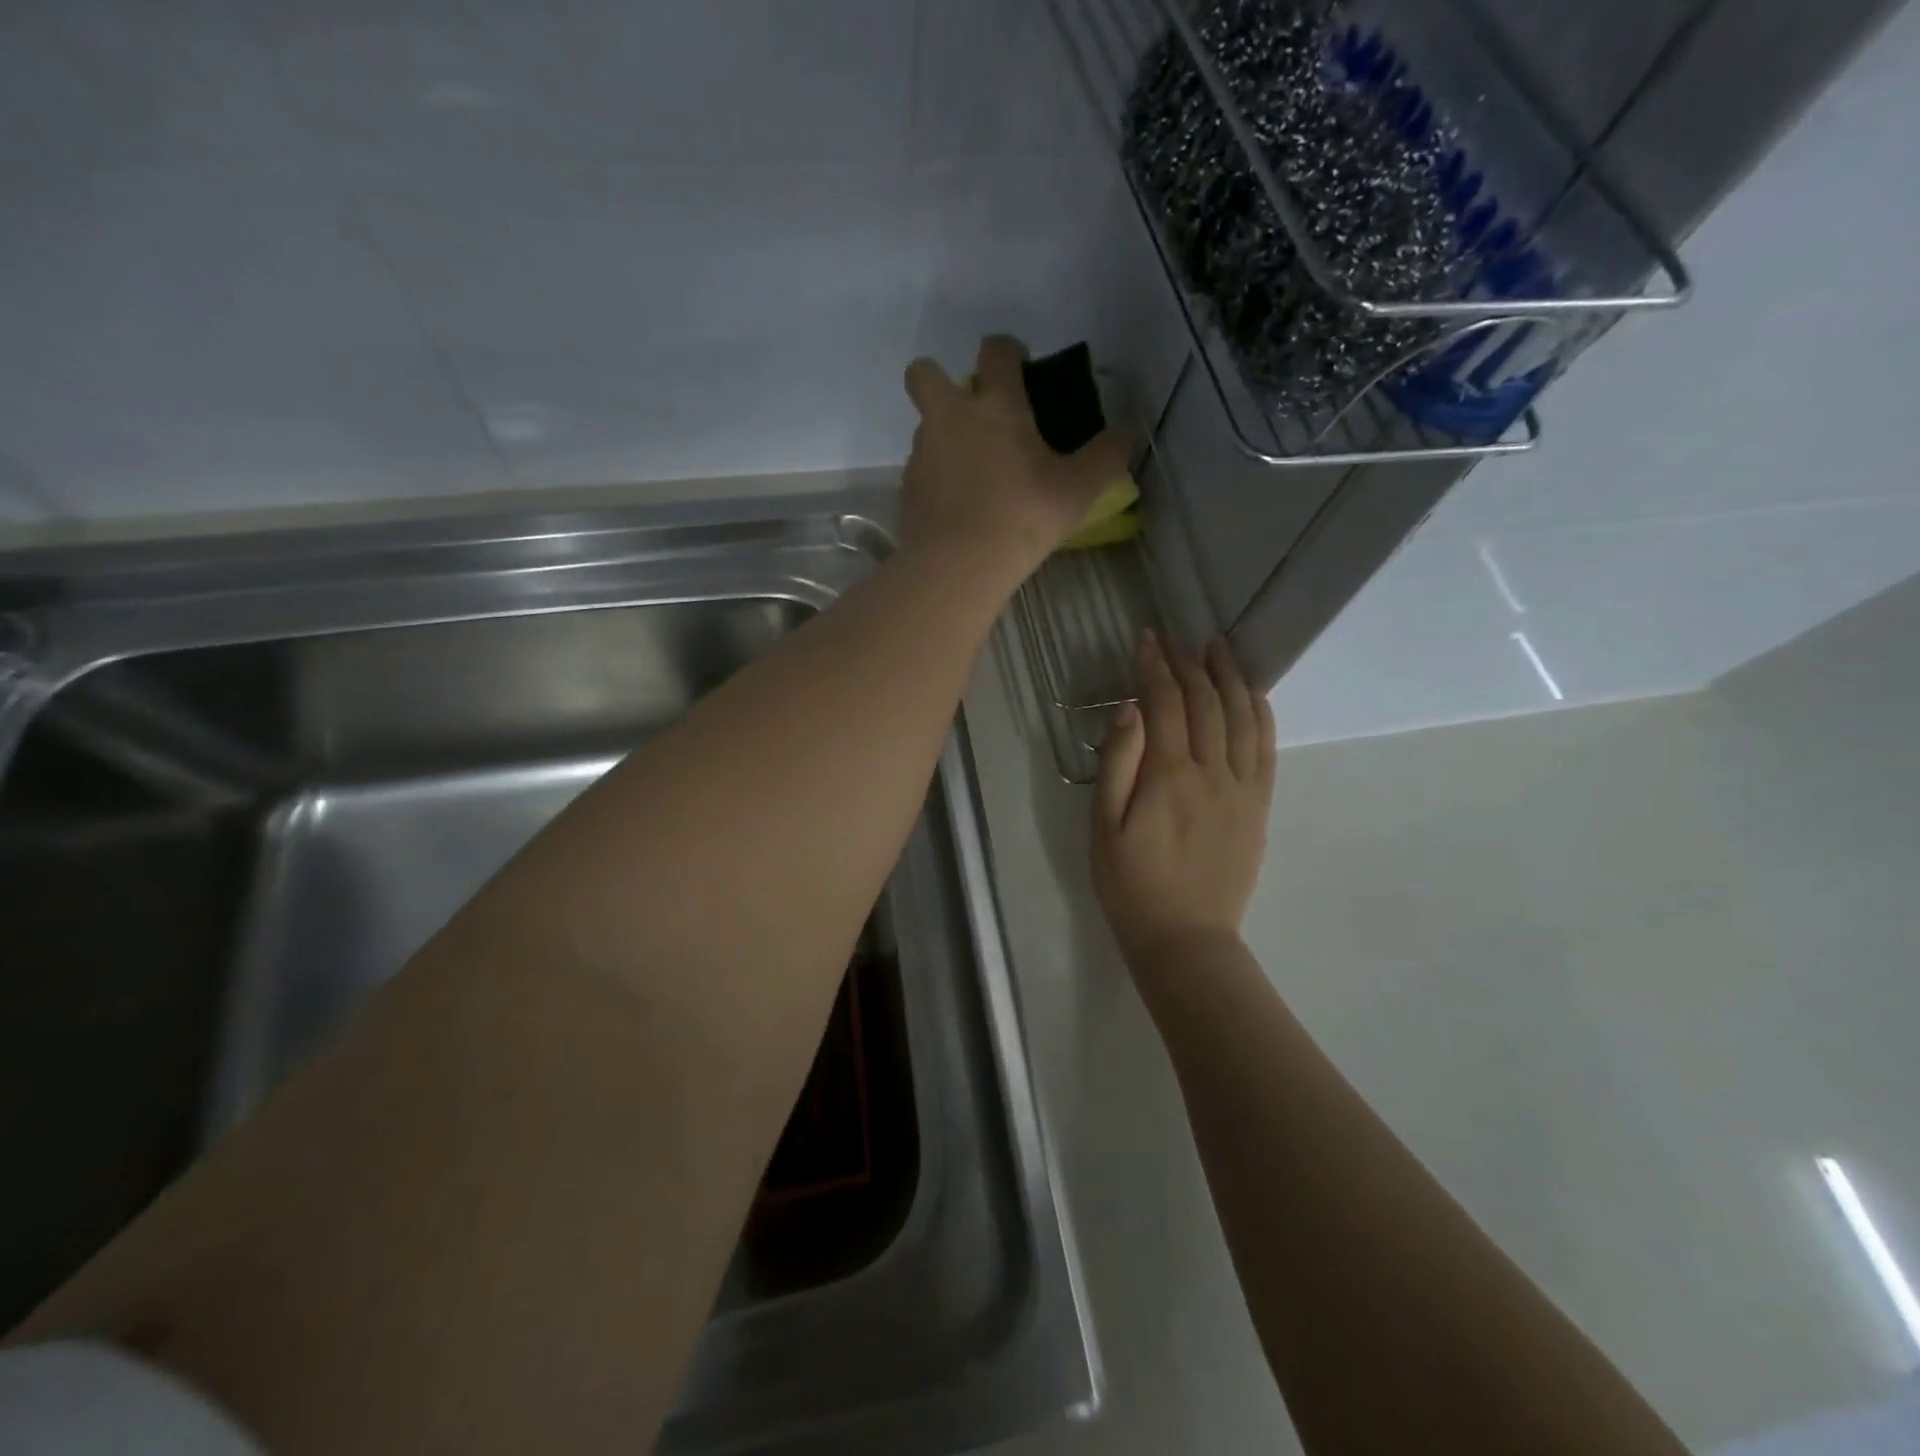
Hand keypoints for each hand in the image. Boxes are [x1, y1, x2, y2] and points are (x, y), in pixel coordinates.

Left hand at [900, 336, 1128, 580]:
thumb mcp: (1078, 491)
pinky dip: (935, 478)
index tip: (1020, 368)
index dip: (1008, 351)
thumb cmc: (1022, 518)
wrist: (957, 566)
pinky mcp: (905, 489)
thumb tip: (1124, 434)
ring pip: (923, 425)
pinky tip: (956, 507)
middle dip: (939, 379)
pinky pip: (919, 470)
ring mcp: (921, 453)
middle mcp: (949, 417)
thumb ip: (1105, 457)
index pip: (996, 350)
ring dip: (942, 435)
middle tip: (969, 412)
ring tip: (971, 472)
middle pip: (924, 373)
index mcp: (995, 404)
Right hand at [1092, 631, 1276, 968]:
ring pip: (1241, 717)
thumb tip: (1130, 709)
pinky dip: (1260, 713)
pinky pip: (1266, 749)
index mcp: (1169, 777)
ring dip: (1229, 677)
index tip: (1147, 639)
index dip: (1155, 667)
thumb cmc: (1131, 885)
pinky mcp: (1259, 806)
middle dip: (1189, 664)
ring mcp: (1242, 788)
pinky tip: (1252, 693)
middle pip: (1205, 703)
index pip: (1165, 704)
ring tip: (1218, 648)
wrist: (1185, 938)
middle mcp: (1212, 773)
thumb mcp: (1103, 828)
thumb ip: (1117, 764)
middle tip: (1177, 639)